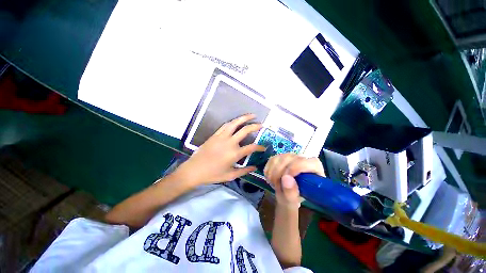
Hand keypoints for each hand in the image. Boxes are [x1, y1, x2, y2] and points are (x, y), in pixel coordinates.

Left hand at [174, 114, 264, 185]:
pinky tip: (237, 121)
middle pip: (245, 130)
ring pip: (235, 123)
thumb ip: (244, 171)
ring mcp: (222, 137)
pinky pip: (225, 125)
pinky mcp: (215, 135)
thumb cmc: (212, 174)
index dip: (260, 147)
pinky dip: (233, 122)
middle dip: (255, 126)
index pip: (252, 147)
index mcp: (235, 153)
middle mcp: (230, 142)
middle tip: (262, 125)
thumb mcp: (230, 175)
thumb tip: (255, 167)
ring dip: (244, 118)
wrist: (194, 170)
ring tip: (252, 115)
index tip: (264, 147)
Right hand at [264, 154, 324, 207]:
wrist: (285, 195)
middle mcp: (304, 160)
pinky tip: (270, 178)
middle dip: (279, 171)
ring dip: (272, 171)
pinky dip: (268, 169)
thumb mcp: (292, 202)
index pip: (310, 161)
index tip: (285, 178)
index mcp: (315, 170)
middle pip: (291, 158)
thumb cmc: (293, 199)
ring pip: (280, 157)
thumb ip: (291, 193)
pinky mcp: (281, 157)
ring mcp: (291, 157)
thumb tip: (286, 178)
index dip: (296, 167)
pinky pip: (272, 159)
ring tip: (273, 183)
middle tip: (275, 184)